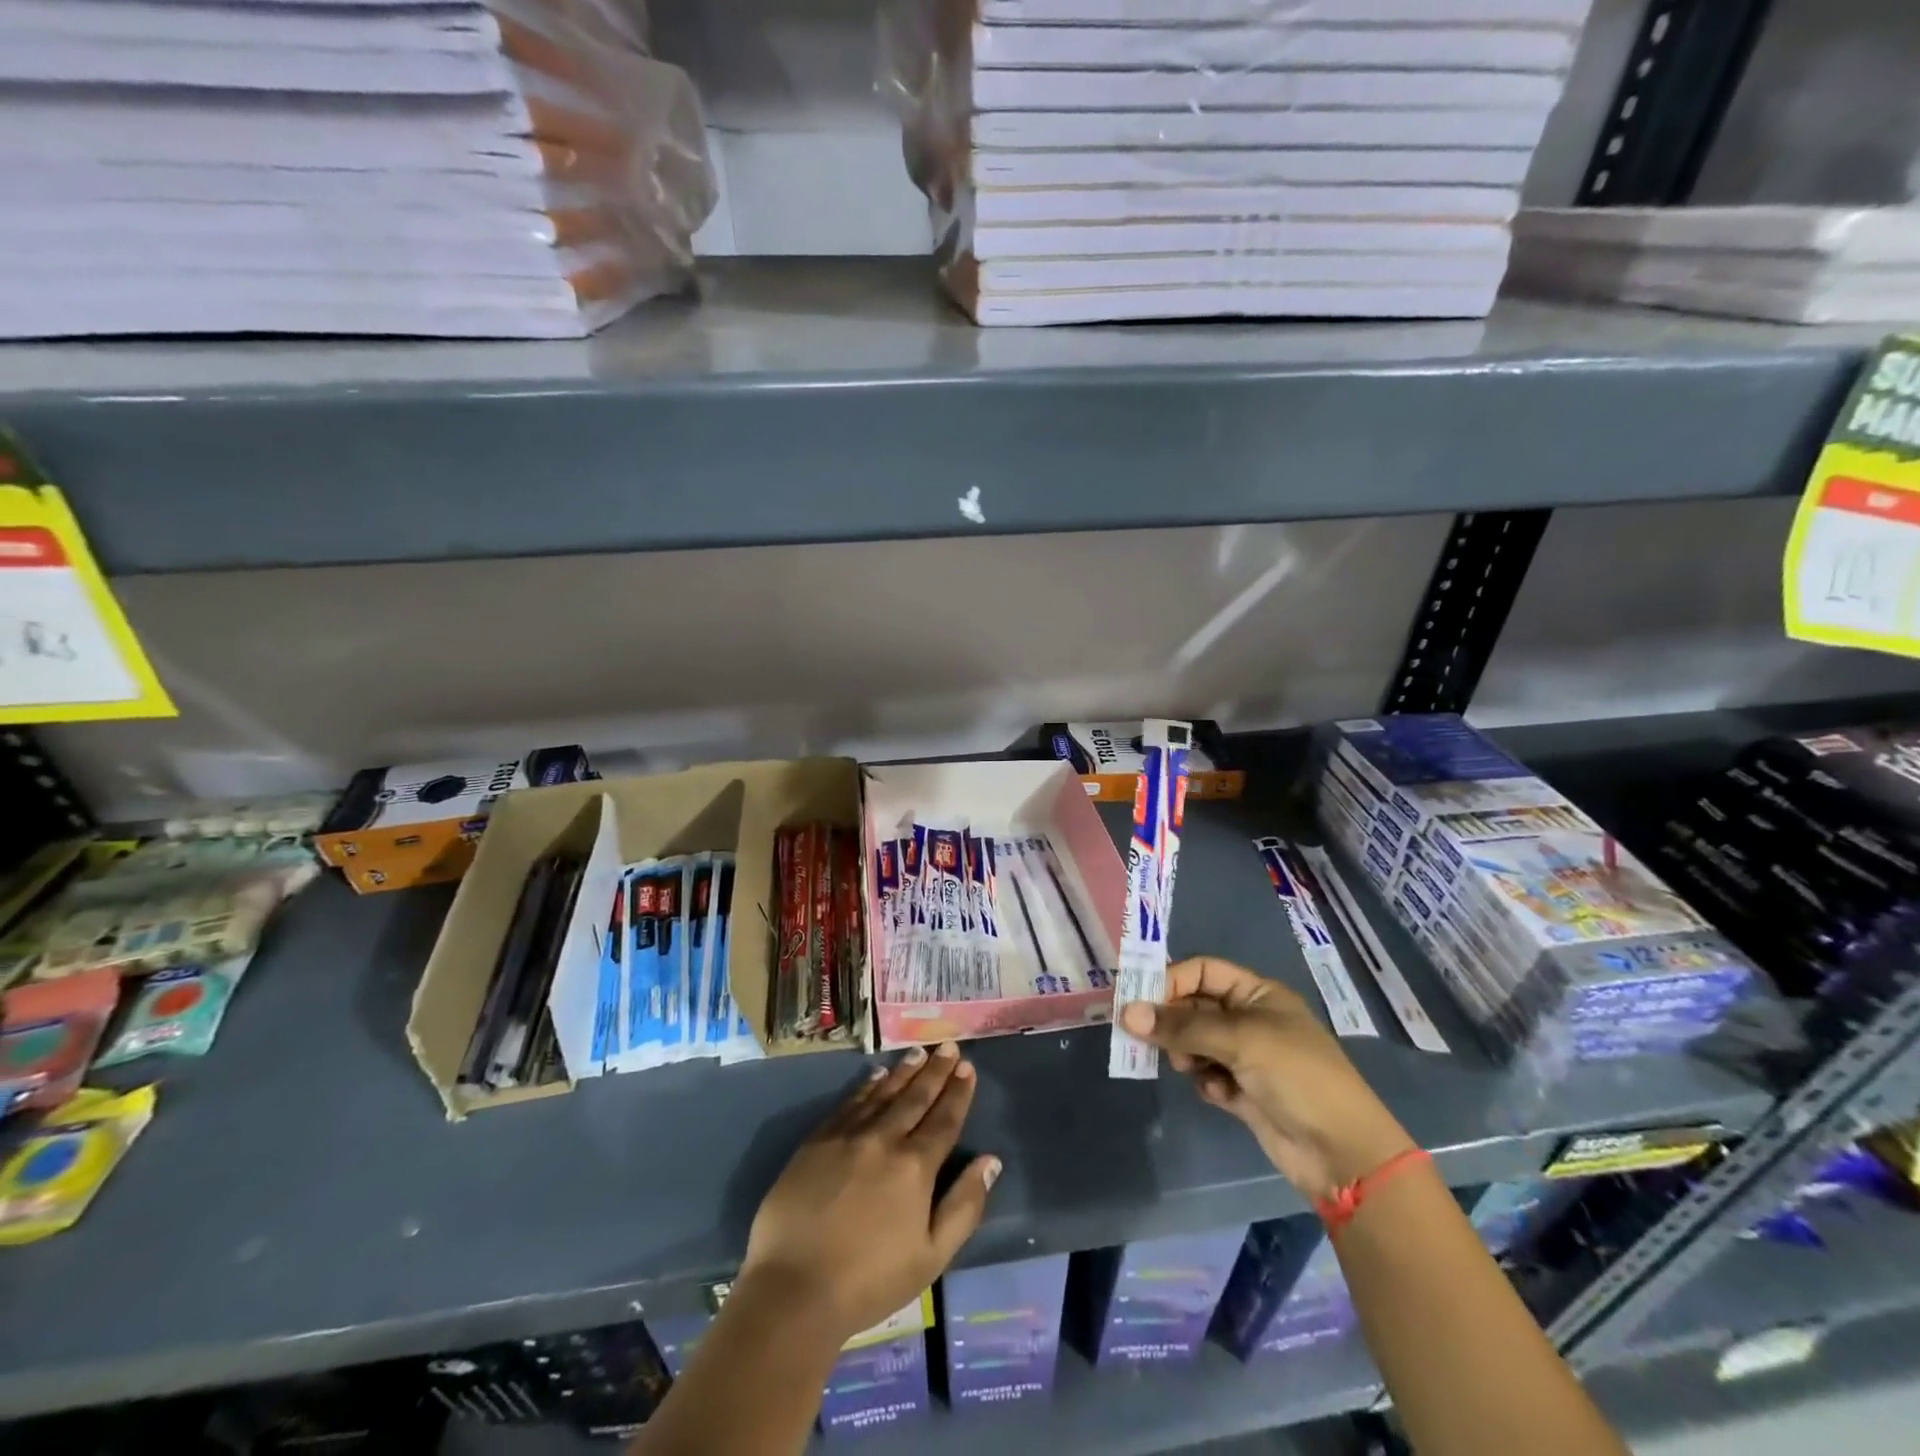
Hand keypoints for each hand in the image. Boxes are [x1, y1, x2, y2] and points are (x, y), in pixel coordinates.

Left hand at [738, 1042, 1000, 1343]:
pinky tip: (876, 1075)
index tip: (967, 1067)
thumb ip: (964, 1206)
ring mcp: (847, 1136)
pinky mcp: (817, 1141)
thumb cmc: (869, 1281)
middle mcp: (884, 1139)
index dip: (958, 1092)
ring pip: (883, 1093)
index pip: (944, 1119)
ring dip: (904, 1071)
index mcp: (915, 1167)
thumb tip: (990, 1161)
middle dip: (935, 1071)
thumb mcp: (931, 1257)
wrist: (793, 1288)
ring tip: (919, 1052)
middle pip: (915, 1098)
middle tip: (948, 1047)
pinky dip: (867, 1086)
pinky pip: (849, 1103)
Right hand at [1121, 957, 1415, 1201]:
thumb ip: (1182, 1026)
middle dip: (1170, 1020)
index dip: (1170, 980)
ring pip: (1196, 1042)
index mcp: (1258, 994)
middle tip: (1142, 1035)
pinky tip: (1216, 1094)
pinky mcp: (1244, 1093)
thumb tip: (1126, 1013)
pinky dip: (1206, 1081)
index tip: (1137, 999)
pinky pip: (1208, 1075)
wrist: (1343, 1153)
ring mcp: (1248, 1058)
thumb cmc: (1297, 1076)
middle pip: (1195, 1006)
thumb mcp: (1239, 1040)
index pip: (1202, 971)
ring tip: (1184, 1066)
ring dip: (1185, 1052)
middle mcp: (1251, 1020)